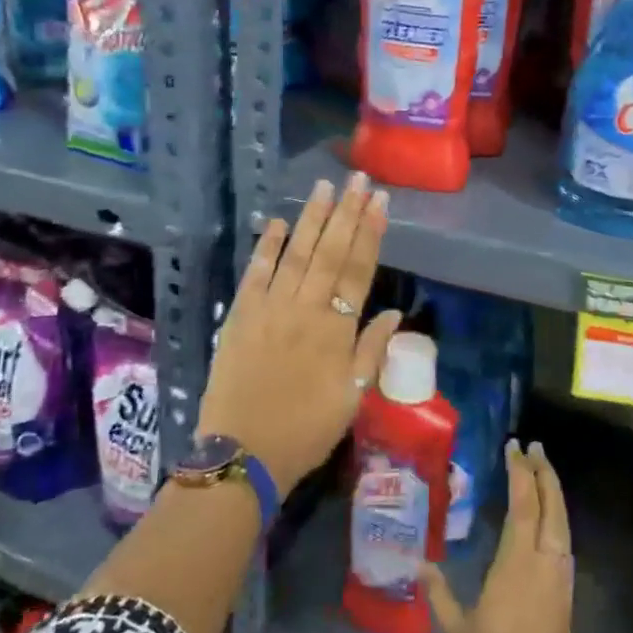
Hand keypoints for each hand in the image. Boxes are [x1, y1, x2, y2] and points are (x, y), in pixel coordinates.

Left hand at [195, 174, 403, 489]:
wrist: (243, 453)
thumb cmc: (306, 430)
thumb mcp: (352, 398)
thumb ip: (371, 351)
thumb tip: (392, 313)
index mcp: (336, 330)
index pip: (358, 270)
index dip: (370, 233)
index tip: (379, 201)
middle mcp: (305, 309)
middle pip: (330, 252)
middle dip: (346, 212)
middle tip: (357, 179)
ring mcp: (270, 309)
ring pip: (296, 254)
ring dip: (311, 218)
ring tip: (324, 186)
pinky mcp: (240, 315)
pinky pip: (256, 273)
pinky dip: (268, 246)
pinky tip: (278, 222)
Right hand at [423, 441, 578, 632]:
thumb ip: (440, 594)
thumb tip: (422, 563)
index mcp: (516, 567)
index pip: (523, 507)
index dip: (521, 474)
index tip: (515, 447)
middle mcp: (544, 567)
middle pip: (552, 509)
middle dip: (545, 475)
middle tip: (535, 448)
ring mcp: (560, 585)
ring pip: (564, 527)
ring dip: (555, 496)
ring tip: (542, 475)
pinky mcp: (566, 603)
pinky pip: (565, 548)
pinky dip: (558, 523)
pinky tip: (549, 524)